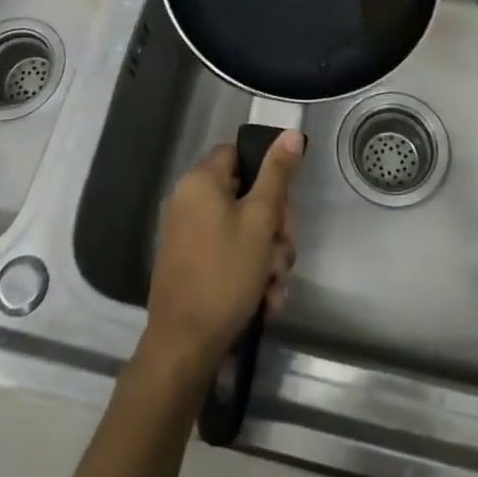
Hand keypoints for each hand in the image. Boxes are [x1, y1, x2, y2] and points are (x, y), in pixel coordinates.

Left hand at [144, 131, 303, 373]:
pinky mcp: (191, 263)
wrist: (185, 345)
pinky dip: (249, 272)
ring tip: (275, 285)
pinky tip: (265, 300)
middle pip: (245, 194)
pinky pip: (229, 254)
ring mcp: (188, 234)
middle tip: (283, 250)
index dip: (267, 173)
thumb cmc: (225, 273)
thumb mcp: (260, 220)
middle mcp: (189, 201)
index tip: (284, 204)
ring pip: (242, 230)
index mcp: (200, 181)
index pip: (239, 153)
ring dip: (267, 255)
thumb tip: (292, 132)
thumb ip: (278, 174)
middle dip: (274, 225)